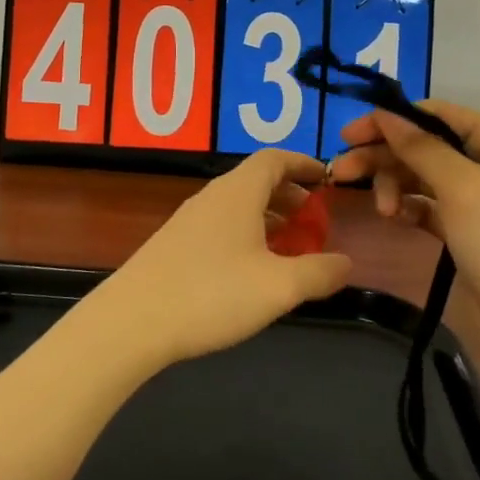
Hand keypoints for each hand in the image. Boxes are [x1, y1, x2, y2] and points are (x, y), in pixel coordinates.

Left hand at [96, 151, 352, 367]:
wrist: (132, 321)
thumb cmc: (211, 294)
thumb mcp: (278, 287)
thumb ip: (319, 273)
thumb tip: (347, 262)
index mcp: (238, 192)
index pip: (274, 158)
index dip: (303, 163)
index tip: (326, 179)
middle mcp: (211, 197)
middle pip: (256, 181)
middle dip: (289, 195)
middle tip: (313, 221)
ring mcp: (188, 220)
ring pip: (237, 206)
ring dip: (267, 218)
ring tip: (288, 248)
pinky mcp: (173, 245)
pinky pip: (219, 226)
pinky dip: (245, 235)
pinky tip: (250, 272)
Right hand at [327, 101, 479, 315]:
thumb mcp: (464, 188)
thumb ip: (421, 148)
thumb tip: (385, 114)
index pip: (441, 115)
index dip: (394, 119)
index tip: (350, 134)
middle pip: (426, 146)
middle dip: (384, 156)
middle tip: (341, 172)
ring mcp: (479, 201)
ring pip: (422, 177)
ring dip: (394, 185)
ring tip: (380, 211)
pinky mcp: (466, 232)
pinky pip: (427, 207)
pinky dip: (408, 208)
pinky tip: (394, 218)